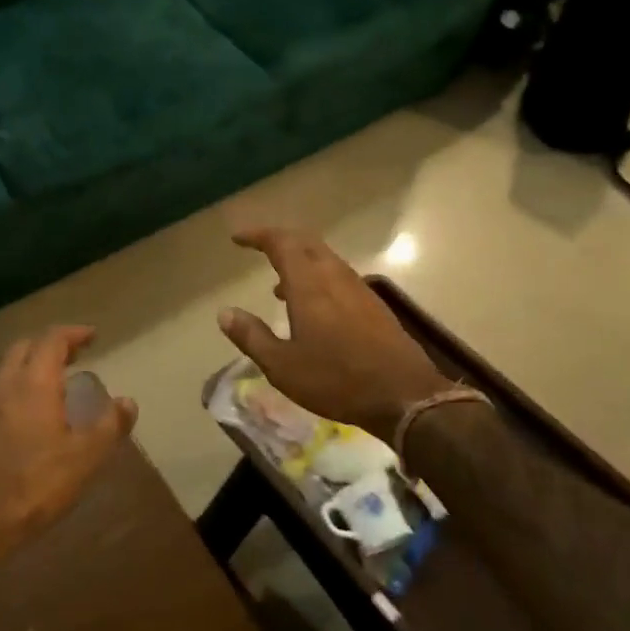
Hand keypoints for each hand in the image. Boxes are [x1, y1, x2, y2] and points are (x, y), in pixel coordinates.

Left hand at [0, 326, 136, 565]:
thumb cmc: (35, 484)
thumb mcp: (85, 458)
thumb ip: (109, 426)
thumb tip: (128, 401)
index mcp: (34, 382)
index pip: (52, 340)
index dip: (73, 333)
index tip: (93, 336)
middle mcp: (7, 384)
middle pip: (26, 346)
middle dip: (51, 343)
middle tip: (76, 354)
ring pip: (9, 367)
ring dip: (33, 363)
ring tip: (58, 379)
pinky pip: (1, 389)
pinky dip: (21, 384)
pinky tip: (34, 410)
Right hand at [219, 228, 452, 441]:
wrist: (404, 395)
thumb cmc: (336, 379)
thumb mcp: (282, 366)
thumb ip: (251, 336)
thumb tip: (225, 313)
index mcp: (309, 283)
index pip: (280, 242)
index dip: (258, 235)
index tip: (238, 238)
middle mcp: (334, 275)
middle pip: (305, 242)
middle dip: (279, 241)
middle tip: (258, 249)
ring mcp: (358, 288)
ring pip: (324, 259)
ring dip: (300, 262)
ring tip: (279, 287)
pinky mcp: (373, 304)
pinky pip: (338, 276)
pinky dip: (318, 278)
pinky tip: (312, 309)